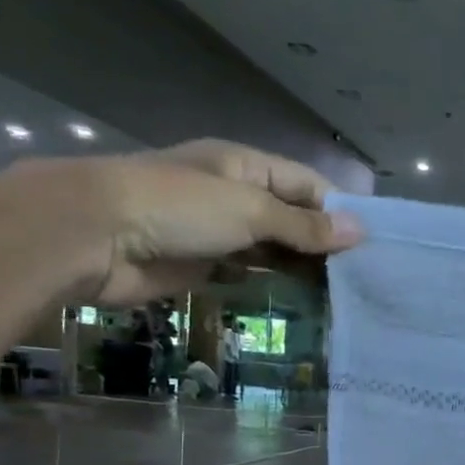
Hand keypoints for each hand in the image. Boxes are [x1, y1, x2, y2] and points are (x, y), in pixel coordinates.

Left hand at [23, 139, 364, 303]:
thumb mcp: (249, 209)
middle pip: (293, 217)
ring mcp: (220, 230)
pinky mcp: (205, 263)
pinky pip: (251, 271)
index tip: (373, 244)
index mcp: (246, 166)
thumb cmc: (176, 207)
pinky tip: (306, 298)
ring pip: (275, 247)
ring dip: (304, 266)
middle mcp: (236, 194)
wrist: (91, 237)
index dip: (339, 210)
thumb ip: (304, 225)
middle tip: (366, 276)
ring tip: (345, 292)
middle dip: (325, 243)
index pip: (307, 185)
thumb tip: (359, 231)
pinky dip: (276, 282)